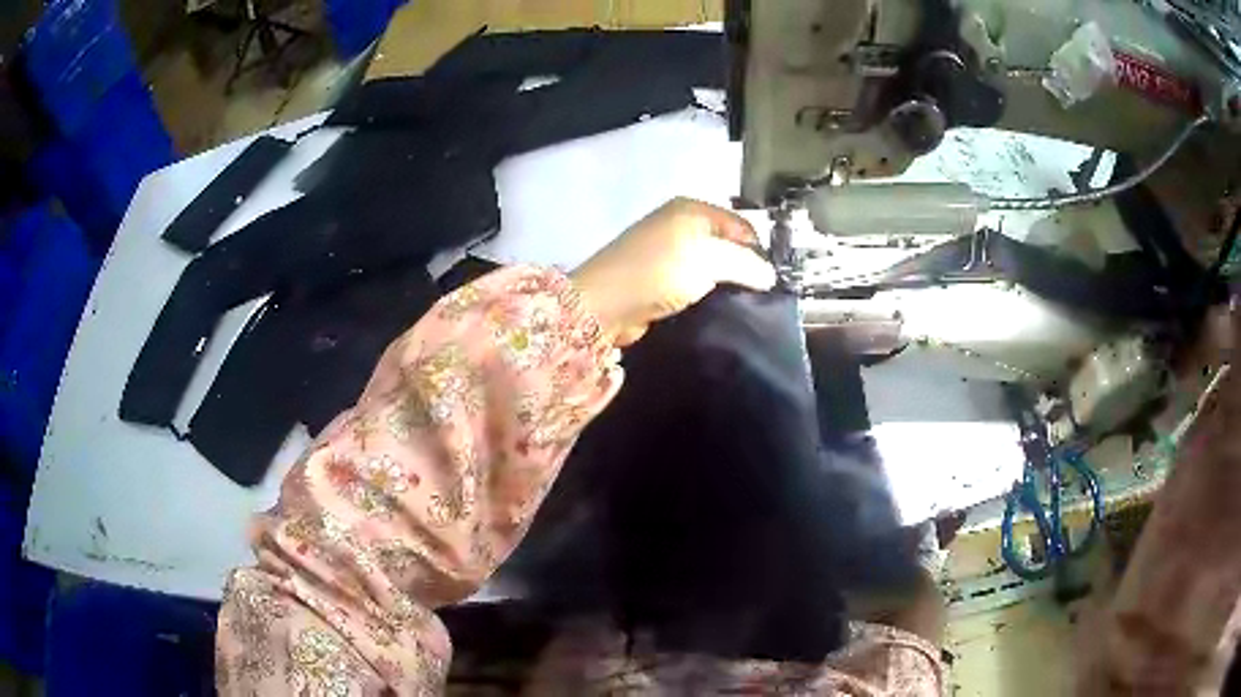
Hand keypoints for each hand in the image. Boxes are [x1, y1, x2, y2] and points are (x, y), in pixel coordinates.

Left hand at [571, 198, 776, 345]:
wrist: (607, 303)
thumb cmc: (661, 270)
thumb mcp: (711, 259)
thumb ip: (746, 264)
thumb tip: (769, 275)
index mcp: (692, 209)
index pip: (741, 224)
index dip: (758, 249)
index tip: (770, 281)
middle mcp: (679, 224)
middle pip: (726, 244)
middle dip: (742, 268)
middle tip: (758, 295)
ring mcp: (666, 251)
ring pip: (710, 266)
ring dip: (723, 284)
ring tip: (741, 305)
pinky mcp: (657, 278)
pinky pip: (692, 283)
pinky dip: (704, 294)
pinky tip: (715, 309)